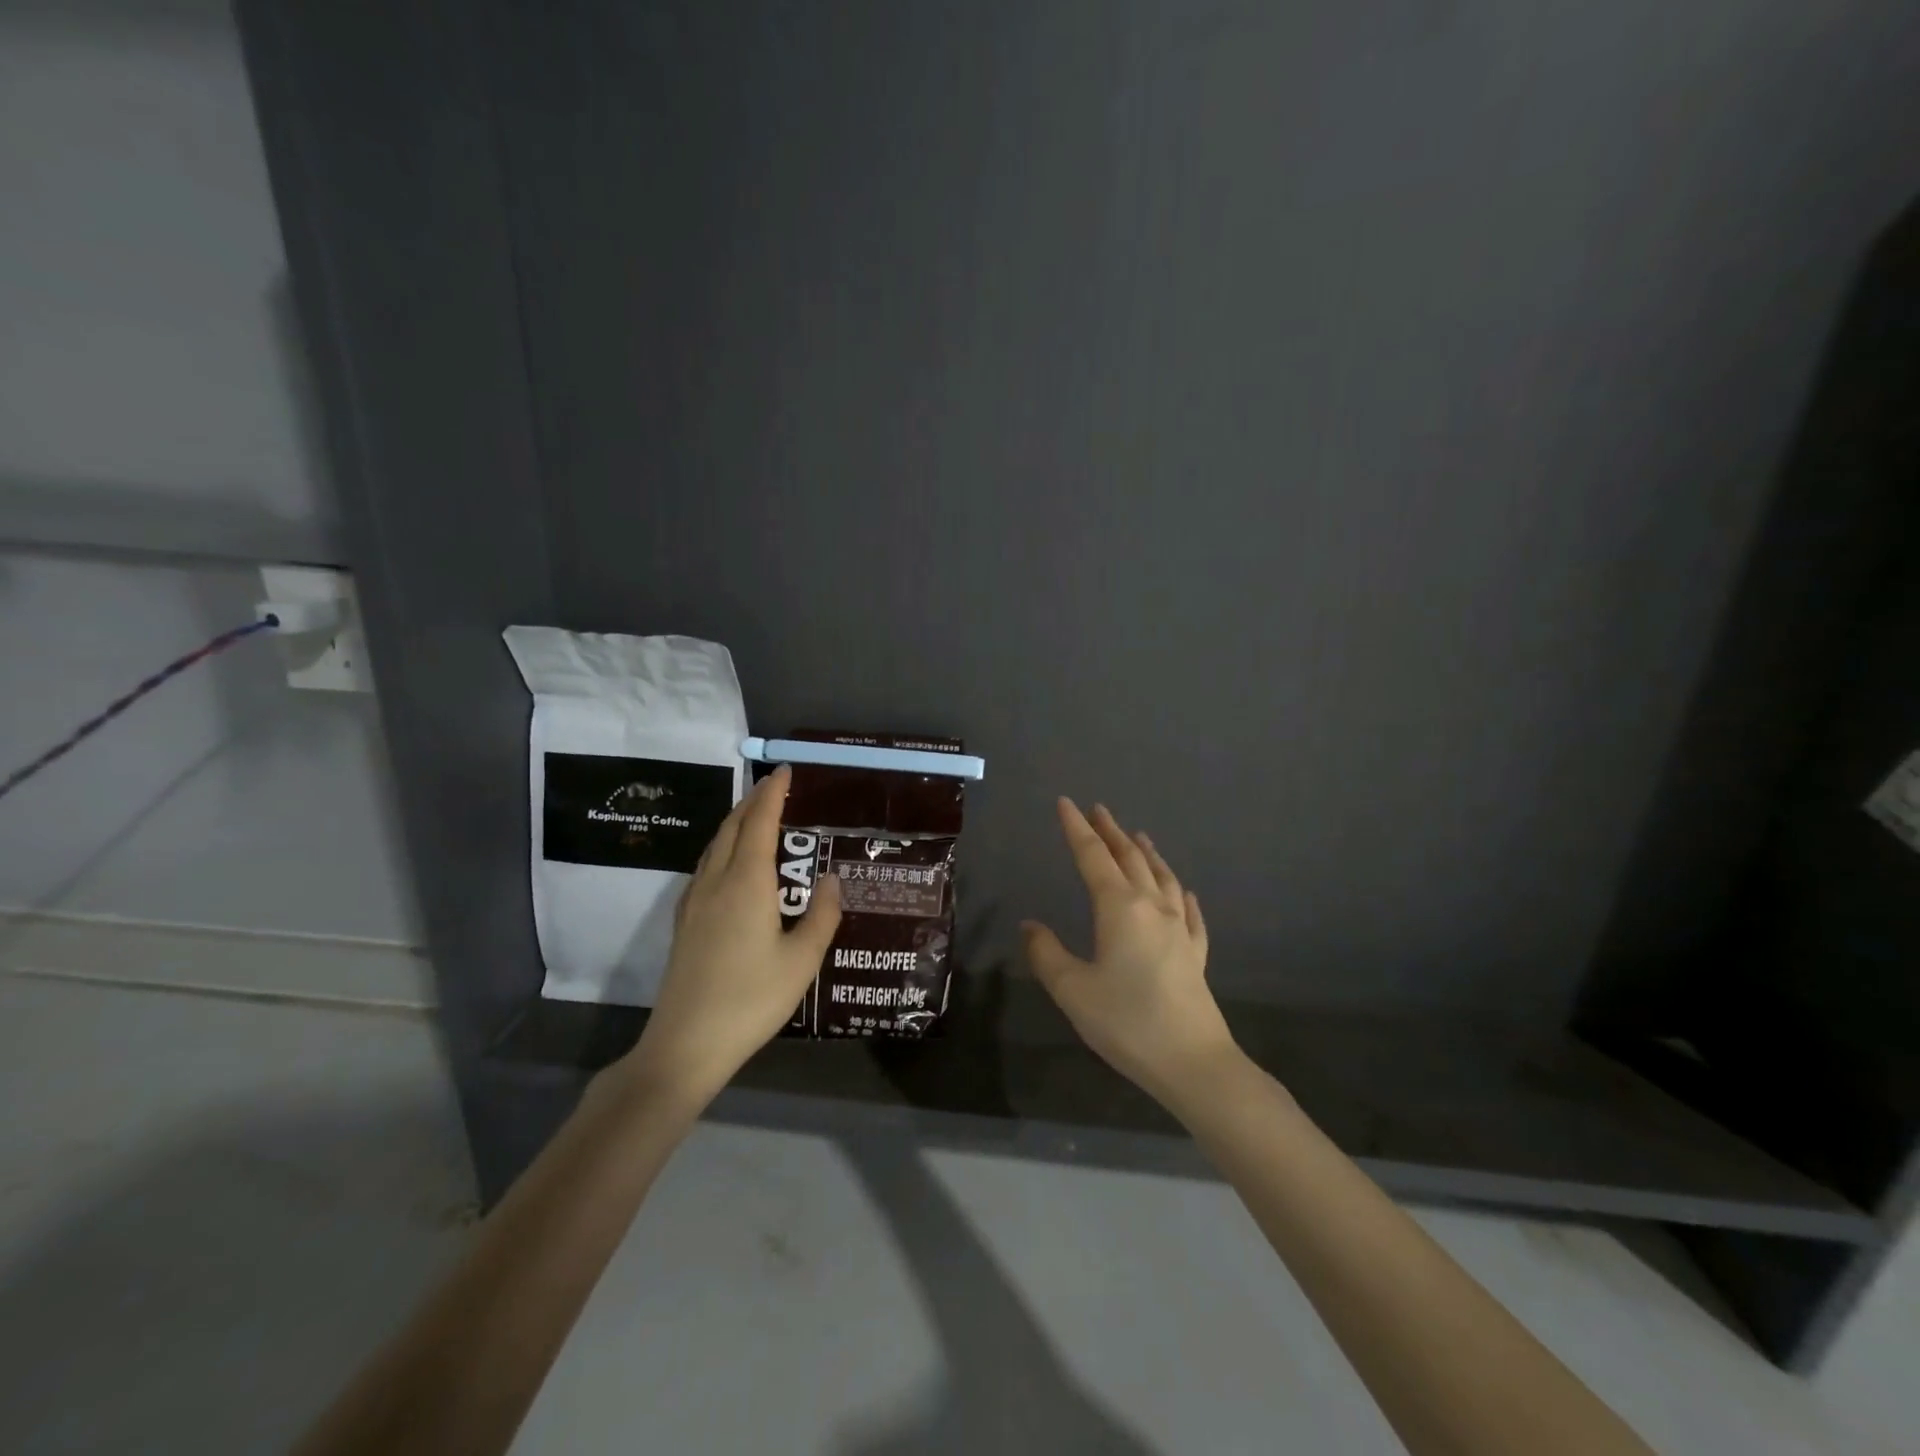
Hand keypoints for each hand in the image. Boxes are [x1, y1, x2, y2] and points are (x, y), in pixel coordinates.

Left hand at [623, 765, 841, 1106]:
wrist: (686, 1044)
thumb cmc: (751, 999)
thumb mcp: (802, 960)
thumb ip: (822, 914)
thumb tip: (832, 878)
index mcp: (746, 883)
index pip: (759, 823)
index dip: (773, 793)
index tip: (786, 771)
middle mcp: (716, 882)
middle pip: (732, 827)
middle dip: (753, 801)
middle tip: (776, 787)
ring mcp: (694, 902)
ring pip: (714, 846)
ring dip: (736, 823)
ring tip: (758, 817)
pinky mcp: (684, 923)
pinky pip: (705, 866)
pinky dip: (723, 848)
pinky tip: (732, 865)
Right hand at [1023, 799, 1237, 1108]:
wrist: (1194, 1062)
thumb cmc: (1127, 1022)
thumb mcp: (1072, 990)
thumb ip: (1046, 954)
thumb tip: (1030, 925)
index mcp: (1120, 908)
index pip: (1093, 857)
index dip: (1076, 829)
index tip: (1065, 803)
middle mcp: (1153, 908)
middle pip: (1130, 858)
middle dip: (1111, 832)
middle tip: (1098, 810)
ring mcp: (1180, 930)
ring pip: (1163, 878)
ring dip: (1147, 853)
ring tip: (1138, 836)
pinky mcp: (1195, 955)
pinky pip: (1190, 913)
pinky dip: (1182, 894)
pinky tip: (1185, 893)